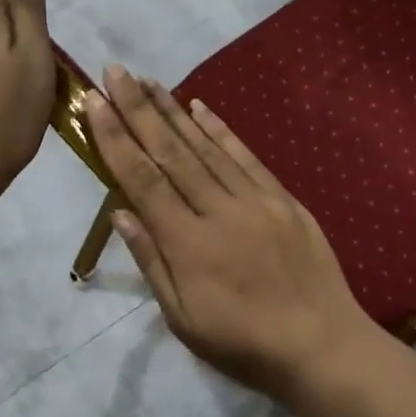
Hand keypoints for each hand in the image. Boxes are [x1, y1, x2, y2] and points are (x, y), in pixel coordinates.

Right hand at [86, 65, 377, 404]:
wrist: (321, 345)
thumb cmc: (243, 344)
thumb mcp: (183, 318)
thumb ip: (152, 262)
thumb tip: (121, 212)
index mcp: (187, 243)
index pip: (142, 180)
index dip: (116, 138)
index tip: (94, 102)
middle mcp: (218, 210)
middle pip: (171, 152)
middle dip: (138, 109)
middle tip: (114, 71)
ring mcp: (254, 200)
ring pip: (206, 147)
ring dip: (173, 111)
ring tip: (147, 81)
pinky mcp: (283, 199)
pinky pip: (245, 157)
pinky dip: (221, 129)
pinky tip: (201, 107)